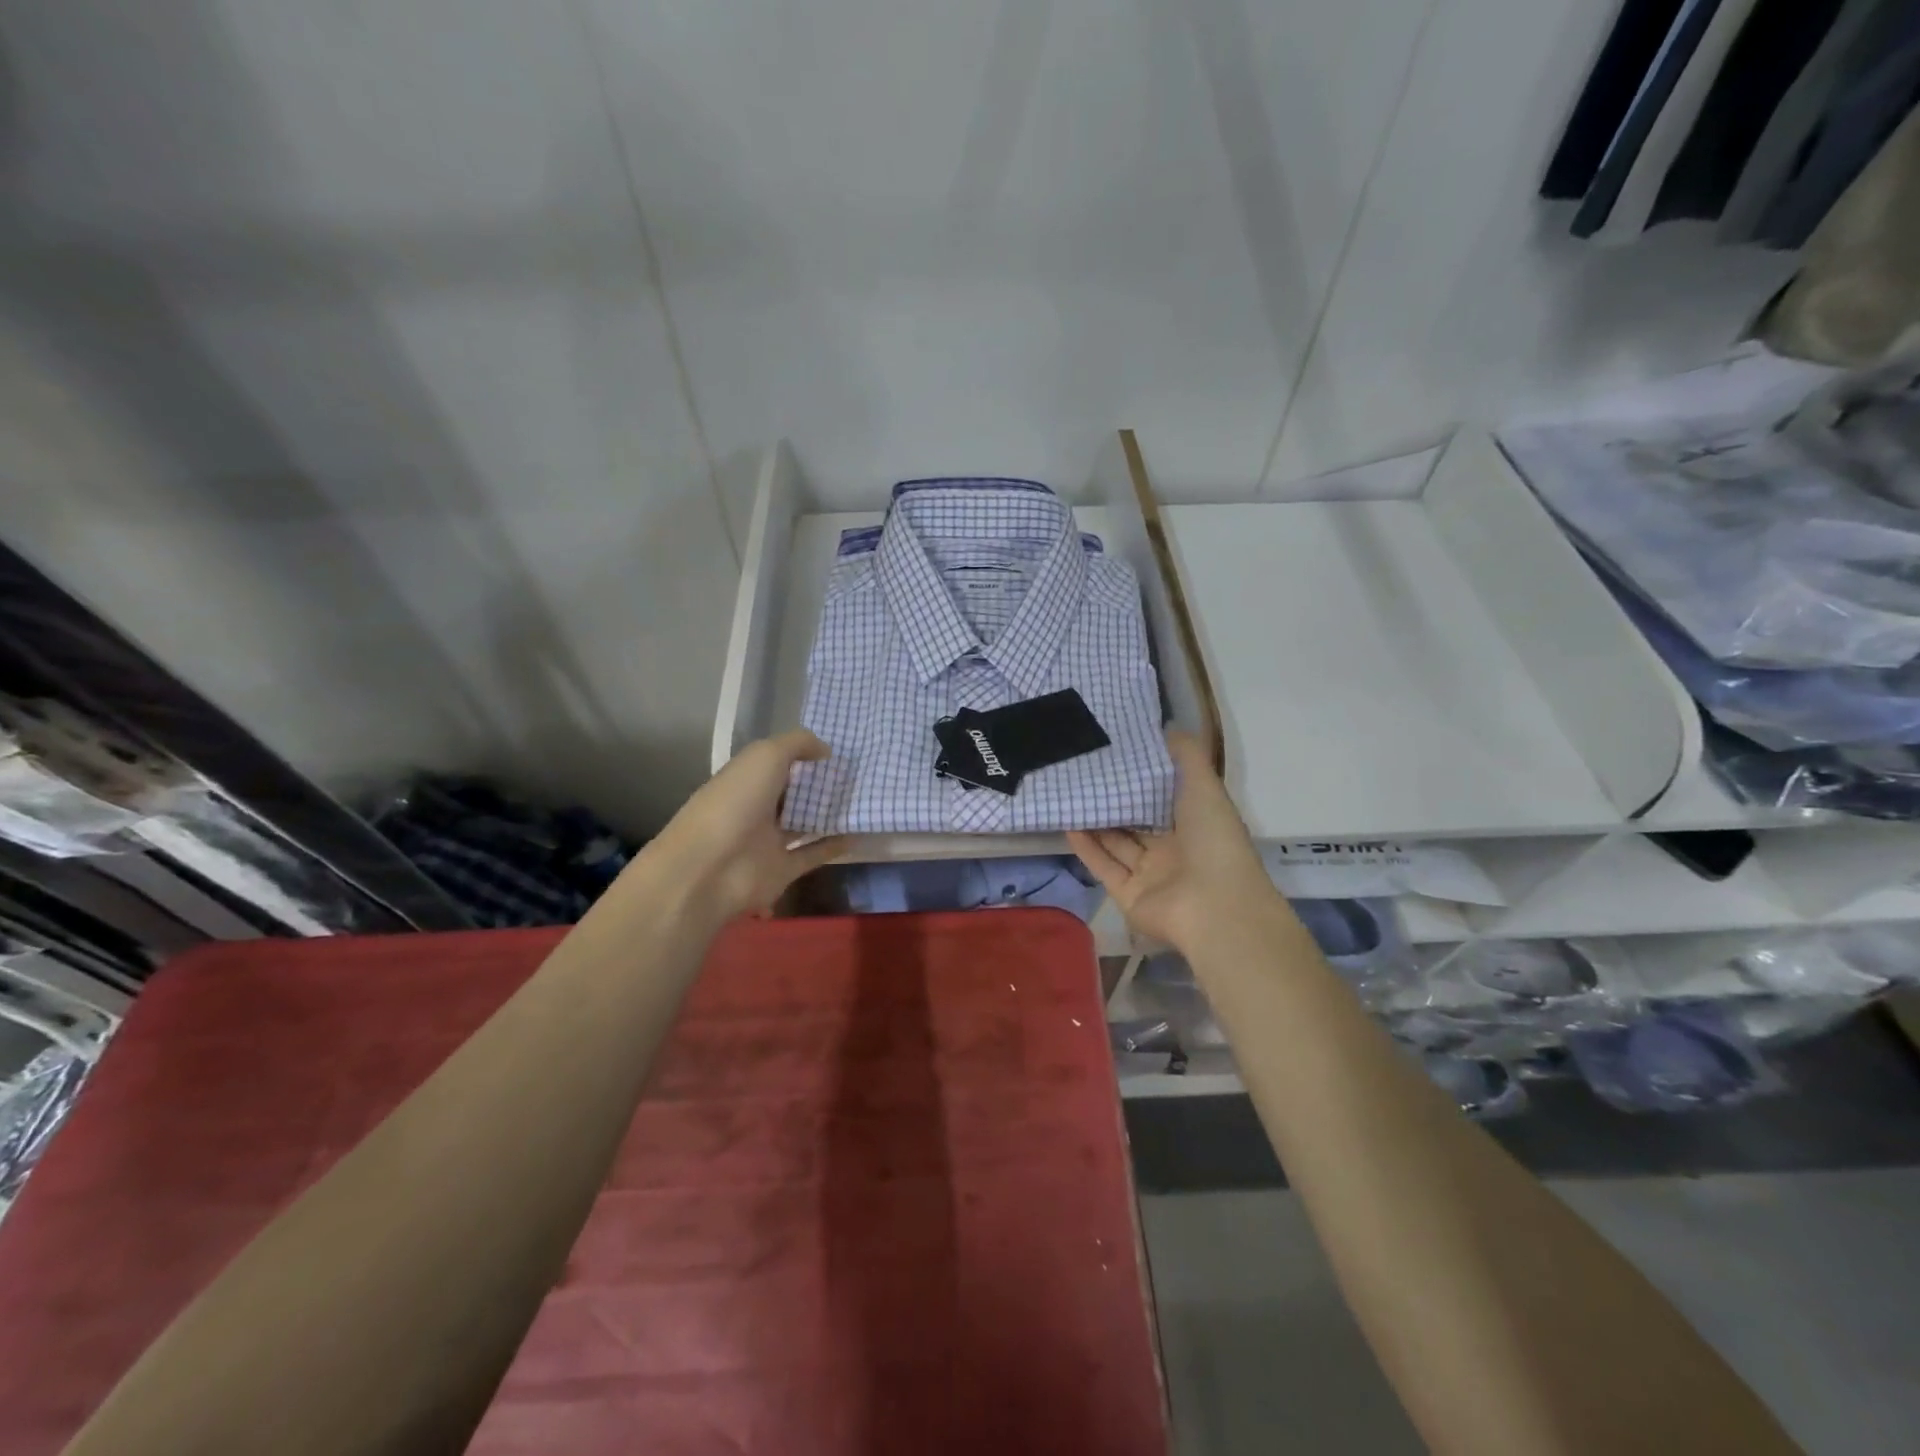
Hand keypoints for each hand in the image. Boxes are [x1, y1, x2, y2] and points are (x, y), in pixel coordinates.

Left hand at [643, 730, 849, 922]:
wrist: (711, 869)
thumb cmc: (735, 803)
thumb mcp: (765, 756)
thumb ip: (798, 744)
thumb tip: (826, 750)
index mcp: (746, 778)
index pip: (777, 762)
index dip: (804, 754)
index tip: (839, 750)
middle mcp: (756, 807)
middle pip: (792, 793)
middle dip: (820, 785)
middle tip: (859, 775)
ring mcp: (768, 841)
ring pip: (804, 823)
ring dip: (828, 814)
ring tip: (863, 802)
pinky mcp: (782, 870)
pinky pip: (812, 854)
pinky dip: (833, 846)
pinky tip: (858, 834)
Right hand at [1068, 731, 1280, 953]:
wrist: (1215, 907)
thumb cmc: (1213, 840)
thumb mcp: (1204, 786)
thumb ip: (1186, 756)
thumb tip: (1167, 726)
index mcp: (1196, 825)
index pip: (1165, 797)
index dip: (1143, 778)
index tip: (1116, 752)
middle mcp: (1173, 850)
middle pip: (1138, 822)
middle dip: (1115, 800)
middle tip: (1084, 771)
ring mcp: (1150, 876)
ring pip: (1117, 844)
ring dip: (1096, 822)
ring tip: (1070, 793)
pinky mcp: (1128, 896)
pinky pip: (1104, 867)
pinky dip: (1087, 848)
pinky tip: (1067, 824)